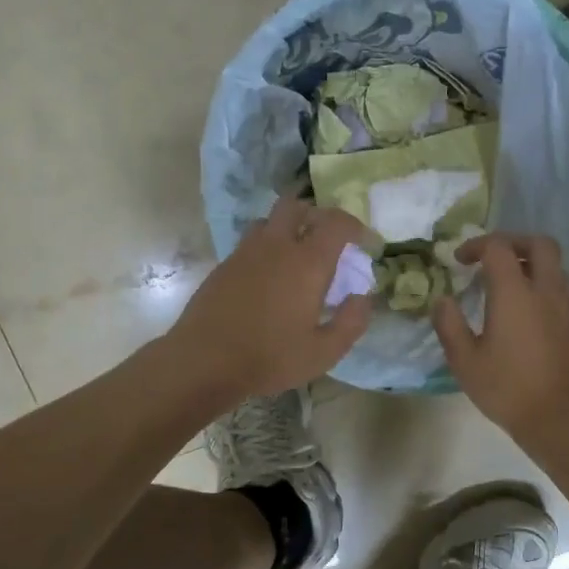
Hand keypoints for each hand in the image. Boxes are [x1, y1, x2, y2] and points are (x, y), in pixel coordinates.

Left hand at [171, 199, 373, 399]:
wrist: (204, 361)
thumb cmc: (270, 357)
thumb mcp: (324, 352)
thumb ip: (352, 322)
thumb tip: (363, 297)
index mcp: (307, 262)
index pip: (336, 222)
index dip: (356, 226)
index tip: (365, 242)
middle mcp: (277, 246)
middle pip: (297, 206)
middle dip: (318, 216)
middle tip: (329, 241)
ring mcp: (246, 252)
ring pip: (270, 220)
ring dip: (288, 228)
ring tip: (297, 255)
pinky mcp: (224, 265)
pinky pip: (251, 242)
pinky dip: (267, 247)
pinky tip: (269, 276)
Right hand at [432, 233, 568, 452]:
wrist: (563, 419)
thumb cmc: (509, 390)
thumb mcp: (465, 362)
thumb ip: (450, 325)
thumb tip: (442, 300)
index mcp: (516, 292)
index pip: (498, 247)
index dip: (476, 245)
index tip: (459, 261)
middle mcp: (546, 289)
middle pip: (538, 243)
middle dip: (513, 241)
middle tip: (490, 257)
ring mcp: (566, 306)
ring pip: (553, 265)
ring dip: (529, 262)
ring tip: (504, 284)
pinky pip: (559, 287)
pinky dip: (540, 283)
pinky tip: (523, 310)